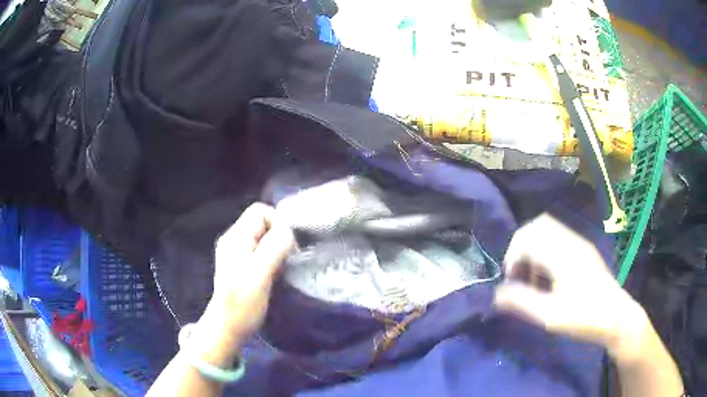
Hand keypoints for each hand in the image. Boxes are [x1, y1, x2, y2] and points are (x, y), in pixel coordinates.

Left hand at [196, 203, 294, 359]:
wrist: (227, 328)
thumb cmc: (242, 304)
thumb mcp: (259, 274)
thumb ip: (273, 248)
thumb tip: (288, 232)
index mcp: (235, 238)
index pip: (260, 211)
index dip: (278, 223)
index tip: (287, 248)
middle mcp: (233, 240)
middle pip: (262, 222)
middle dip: (278, 237)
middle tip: (285, 260)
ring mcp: (235, 252)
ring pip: (263, 237)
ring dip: (276, 248)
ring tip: (279, 268)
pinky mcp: (240, 264)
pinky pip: (260, 249)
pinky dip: (271, 257)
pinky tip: (273, 273)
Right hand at [494, 214, 648, 355]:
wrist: (616, 316)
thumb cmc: (584, 317)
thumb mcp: (550, 316)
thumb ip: (522, 302)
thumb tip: (497, 293)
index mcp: (563, 253)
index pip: (528, 236)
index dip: (513, 255)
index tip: (511, 280)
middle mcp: (571, 241)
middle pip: (538, 225)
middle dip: (521, 246)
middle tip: (519, 273)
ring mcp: (579, 243)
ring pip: (548, 230)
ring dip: (534, 248)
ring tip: (533, 277)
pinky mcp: (584, 250)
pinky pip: (558, 238)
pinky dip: (546, 251)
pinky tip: (549, 276)